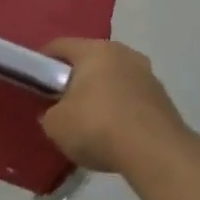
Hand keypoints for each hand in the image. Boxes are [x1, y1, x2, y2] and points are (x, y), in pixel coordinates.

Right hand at [39, 38, 193, 175]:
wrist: (156, 153)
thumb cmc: (97, 127)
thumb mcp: (55, 125)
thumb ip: (50, 113)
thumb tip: (54, 113)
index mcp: (94, 50)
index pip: (60, 46)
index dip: (42, 62)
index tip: (35, 81)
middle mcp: (124, 54)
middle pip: (90, 61)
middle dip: (75, 79)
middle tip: (61, 102)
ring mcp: (148, 75)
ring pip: (114, 79)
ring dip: (101, 94)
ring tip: (89, 122)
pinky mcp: (164, 99)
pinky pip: (132, 99)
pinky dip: (120, 110)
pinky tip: (113, 133)